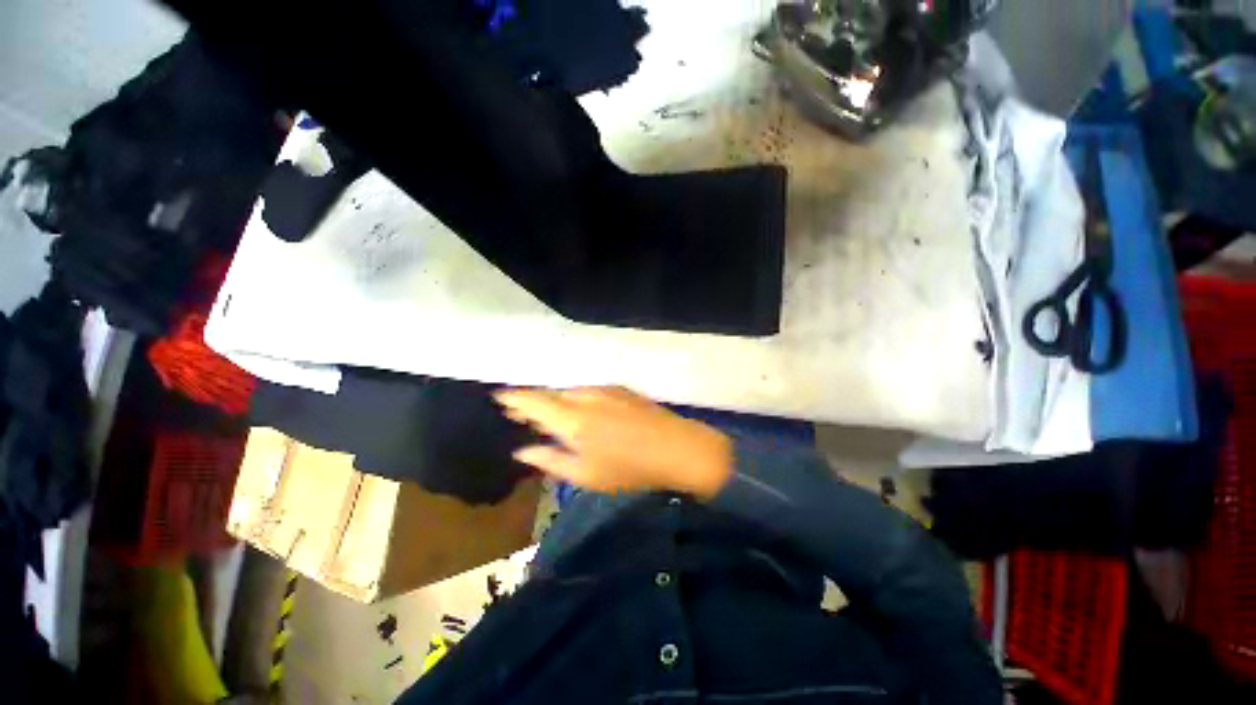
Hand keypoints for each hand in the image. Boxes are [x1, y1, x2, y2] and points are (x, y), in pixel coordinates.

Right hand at [494, 386, 733, 499]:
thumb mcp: (584, 474)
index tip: (499, 398)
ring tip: (545, 414)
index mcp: (572, 418)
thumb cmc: (627, 468)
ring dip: (554, 401)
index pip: (534, 401)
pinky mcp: (620, 389)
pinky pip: (587, 390)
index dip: (515, 398)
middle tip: (517, 413)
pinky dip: (574, 398)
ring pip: (569, 391)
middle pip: (551, 394)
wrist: (676, 447)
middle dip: (532, 401)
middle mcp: (585, 396)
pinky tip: (576, 410)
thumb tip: (523, 451)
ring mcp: (605, 389)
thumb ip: (550, 460)